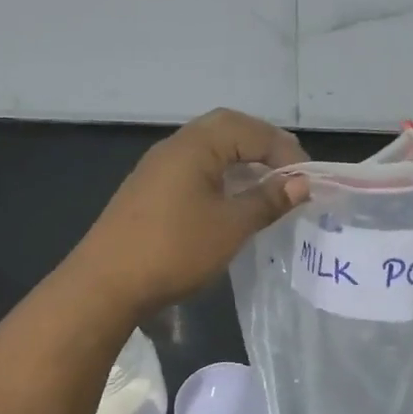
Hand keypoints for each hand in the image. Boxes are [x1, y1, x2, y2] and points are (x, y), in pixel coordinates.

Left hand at [73, 109, 308, 319]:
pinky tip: (230, 203)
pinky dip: (220, 177)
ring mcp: (157, 168)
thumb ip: (267, 201)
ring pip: (209, 150)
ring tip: (267, 188)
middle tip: (290, 173)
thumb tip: (300, 184)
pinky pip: (194, 170)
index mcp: (196, 145)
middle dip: (263, 147)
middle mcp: (174, 146)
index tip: (307, 181)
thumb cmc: (175, 250)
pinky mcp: (148, 191)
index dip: (284, 152)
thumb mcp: (231, 227)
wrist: (106, 283)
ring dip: (241, 162)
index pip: (250, 130)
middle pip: (227, 130)